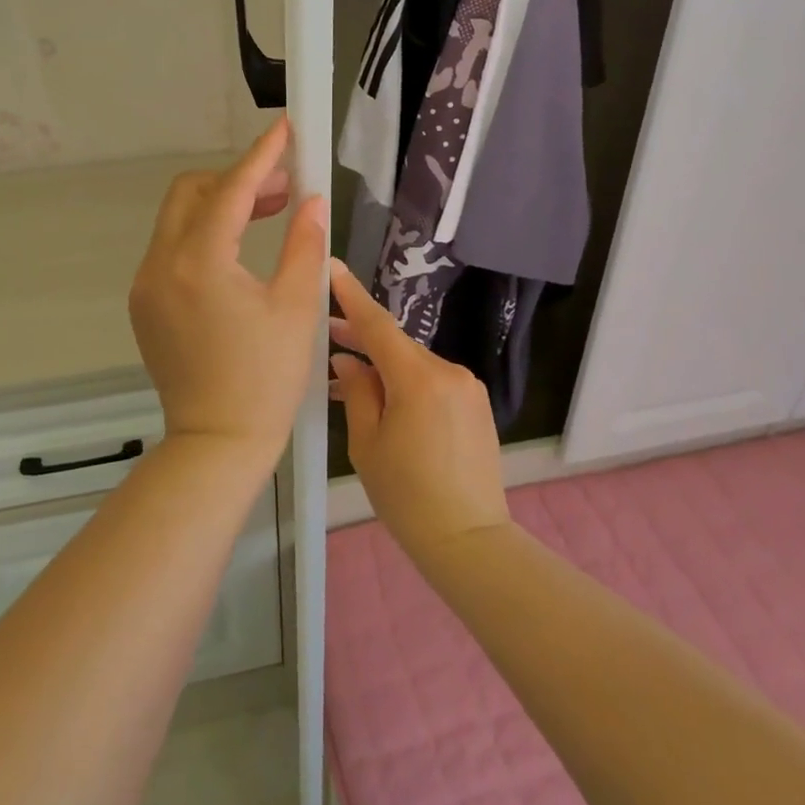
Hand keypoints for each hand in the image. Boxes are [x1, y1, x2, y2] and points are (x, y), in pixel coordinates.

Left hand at [129, 120, 326, 468]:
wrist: (217, 441)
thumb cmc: (266, 379)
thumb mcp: (296, 307)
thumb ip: (303, 244)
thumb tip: (313, 200)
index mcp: (199, 263)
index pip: (230, 190)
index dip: (261, 156)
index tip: (284, 129)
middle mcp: (161, 265)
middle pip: (192, 193)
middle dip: (237, 179)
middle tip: (284, 188)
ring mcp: (146, 285)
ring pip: (178, 219)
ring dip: (220, 205)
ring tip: (270, 213)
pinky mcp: (145, 304)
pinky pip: (172, 250)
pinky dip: (204, 236)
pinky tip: (239, 252)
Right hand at [328, 259, 509, 563]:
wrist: (468, 538)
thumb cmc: (407, 495)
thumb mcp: (368, 444)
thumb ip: (357, 392)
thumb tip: (348, 360)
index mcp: (418, 378)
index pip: (378, 325)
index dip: (352, 296)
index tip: (332, 267)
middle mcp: (448, 370)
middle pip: (397, 344)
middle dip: (362, 337)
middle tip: (327, 332)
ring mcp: (468, 386)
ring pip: (415, 363)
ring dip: (384, 364)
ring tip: (350, 374)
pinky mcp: (477, 403)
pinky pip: (434, 380)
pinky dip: (407, 381)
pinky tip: (385, 396)